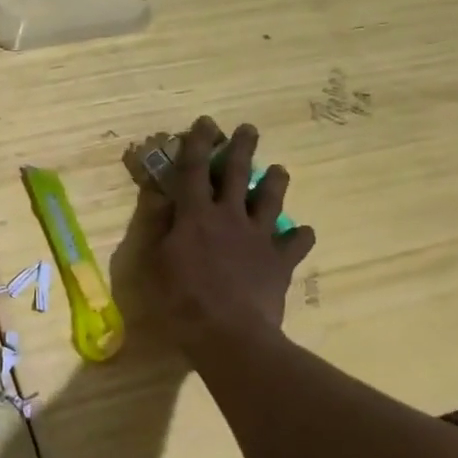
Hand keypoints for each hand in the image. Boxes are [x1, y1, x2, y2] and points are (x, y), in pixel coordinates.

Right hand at [145, 117, 316, 344]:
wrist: (229, 334)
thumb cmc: (181, 299)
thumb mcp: (155, 261)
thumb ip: (159, 226)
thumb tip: (161, 197)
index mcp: (196, 214)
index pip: (194, 169)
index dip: (197, 143)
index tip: (205, 122)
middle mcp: (230, 217)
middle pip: (238, 174)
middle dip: (242, 148)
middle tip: (249, 128)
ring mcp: (259, 238)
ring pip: (271, 201)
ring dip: (275, 182)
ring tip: (280, 169)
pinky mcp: (279, 263)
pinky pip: (295, 244)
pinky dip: (299, 236)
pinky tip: (302, 232)